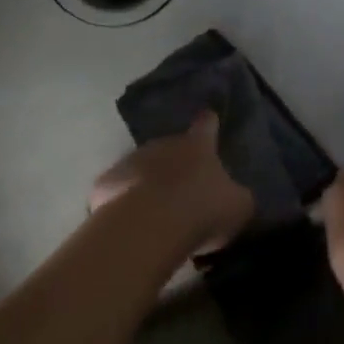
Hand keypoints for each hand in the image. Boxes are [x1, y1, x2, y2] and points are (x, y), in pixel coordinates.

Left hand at [89, 111, 254, 255]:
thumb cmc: (202, 210)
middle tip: (182, 189)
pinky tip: (129, 221)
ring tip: (154, 211)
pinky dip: (123, 200)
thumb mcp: (238, 207)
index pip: (206, 125)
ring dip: (148, 182)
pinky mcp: (105, 183)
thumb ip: (237, 197)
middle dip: (175, 164)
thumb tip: (237, 196)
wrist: (149, 226)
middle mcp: (163, 145)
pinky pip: (118, 190)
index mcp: (197, 146)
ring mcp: (130, 161)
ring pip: (141, 168)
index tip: (209, 117)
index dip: (209, 123)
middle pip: (170, 148)